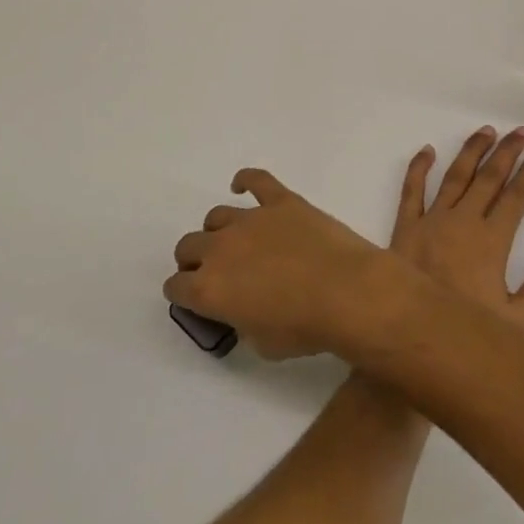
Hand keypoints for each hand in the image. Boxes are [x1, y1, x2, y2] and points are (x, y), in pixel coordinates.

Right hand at [165, 168, 392, 359]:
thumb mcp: (260, 344)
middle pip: (189, 246)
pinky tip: (242, 186)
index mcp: (209, 289)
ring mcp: (251, 219)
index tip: (195, 298)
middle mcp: (221, 248)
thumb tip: (243, 309)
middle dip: (195, 260)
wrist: (347, 291)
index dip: (183, 293)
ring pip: (216, 216)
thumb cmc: (305, 327)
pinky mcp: (281, 200)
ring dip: (219, 230)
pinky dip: (246, 180)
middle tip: (215, 271)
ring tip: (235, 241)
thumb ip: (241, 322)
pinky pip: (256, 179)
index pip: (176, 287)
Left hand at [390, 126, 523, 331]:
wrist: (410, 341)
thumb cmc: (466, 334)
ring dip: (471, 151)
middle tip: (519, 132)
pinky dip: (418, 168)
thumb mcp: (518, 323)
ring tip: (486, 131)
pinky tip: (427, 150)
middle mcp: (462, 222)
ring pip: (455, 176)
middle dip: (506, 153)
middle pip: (488, 179)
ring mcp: (431, 221)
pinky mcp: (404, 227)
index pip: (515, 199)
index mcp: (491, 242)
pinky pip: (411, 191)